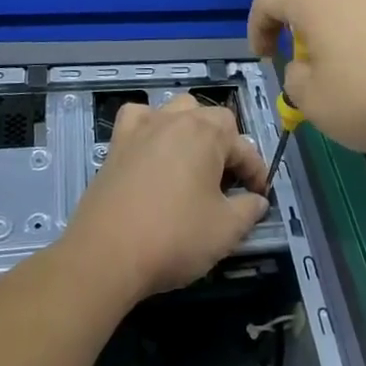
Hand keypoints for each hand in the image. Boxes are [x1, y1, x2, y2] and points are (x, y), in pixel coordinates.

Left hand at [63, 95, 268, 302]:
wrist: (106, 256)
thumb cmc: (173, 238)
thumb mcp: (225, 231)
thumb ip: (249, 210)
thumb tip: (257, 201)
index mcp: (208, 134)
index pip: (244, 146)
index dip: (257, 172)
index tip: (260, 196)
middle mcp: (176, 120)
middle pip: (212, 119)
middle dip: (227, 146)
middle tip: (228, 183)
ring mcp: (144, 128)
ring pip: (177, 110)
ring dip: (192, 129)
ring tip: (194, 161)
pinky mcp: (117, 143)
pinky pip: (138, 117)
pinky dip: (149, 125)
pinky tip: (152, 147)